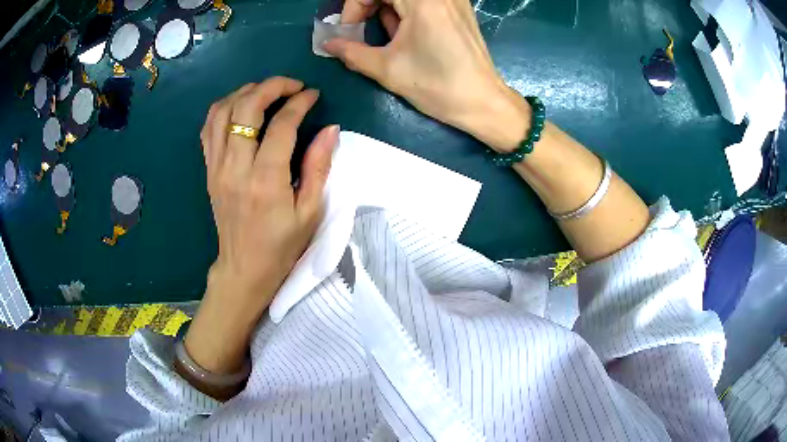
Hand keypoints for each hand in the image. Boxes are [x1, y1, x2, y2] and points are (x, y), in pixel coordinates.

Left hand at [183, 77, 338, 385]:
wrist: (244, 269)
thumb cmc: (281, 246)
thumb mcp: (310, 212)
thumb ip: (319, 167)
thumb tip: (330, 130)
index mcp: (266, 180)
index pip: (281, 124)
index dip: (299, 103)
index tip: (312, 95)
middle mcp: (236, 167)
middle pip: (246, 108)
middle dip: (271, 86)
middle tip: (291, 86)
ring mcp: (216, 167)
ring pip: (222, 112)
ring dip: (245, 92)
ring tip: (266, 91)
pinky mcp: (208, 170)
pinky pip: (208, 128)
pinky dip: (223, 109)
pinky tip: (240, 107)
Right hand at [324, 0, 530, 151]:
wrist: (483, 103)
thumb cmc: (437, 86)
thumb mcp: (387, 69)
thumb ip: (351, 52)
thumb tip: (327, 43)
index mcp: (423, 2)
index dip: (354, 6)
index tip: (349, 30)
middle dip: (368, 6)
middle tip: (359, 31)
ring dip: (387, 10)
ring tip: (386, 38)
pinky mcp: (459, 8)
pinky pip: (423, 1)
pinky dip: (406, 11)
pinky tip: (404, 34)